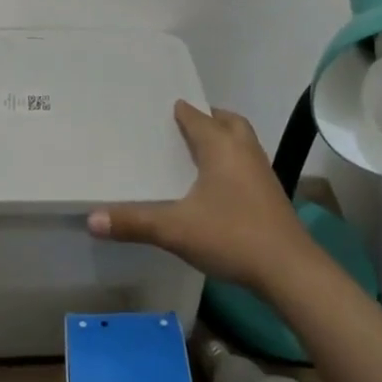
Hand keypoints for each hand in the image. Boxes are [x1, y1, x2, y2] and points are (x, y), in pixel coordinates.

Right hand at [88, 100, 316, 295]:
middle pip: (226, 121)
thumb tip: (91, 220)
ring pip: (241, 141)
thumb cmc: (232, 236)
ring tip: (197, 153)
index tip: (157, 110)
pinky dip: (232, 163)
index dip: (177, 110)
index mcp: (220, 145)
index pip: (195, 116)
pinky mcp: (271, 194)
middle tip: (182, 127)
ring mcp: (261, 171)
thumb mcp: (176, 230)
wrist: (290, 271)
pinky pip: (247, 163)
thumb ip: (134, 222)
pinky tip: (217, 187)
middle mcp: (243, 149)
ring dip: (222, 140)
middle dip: (206, 119)